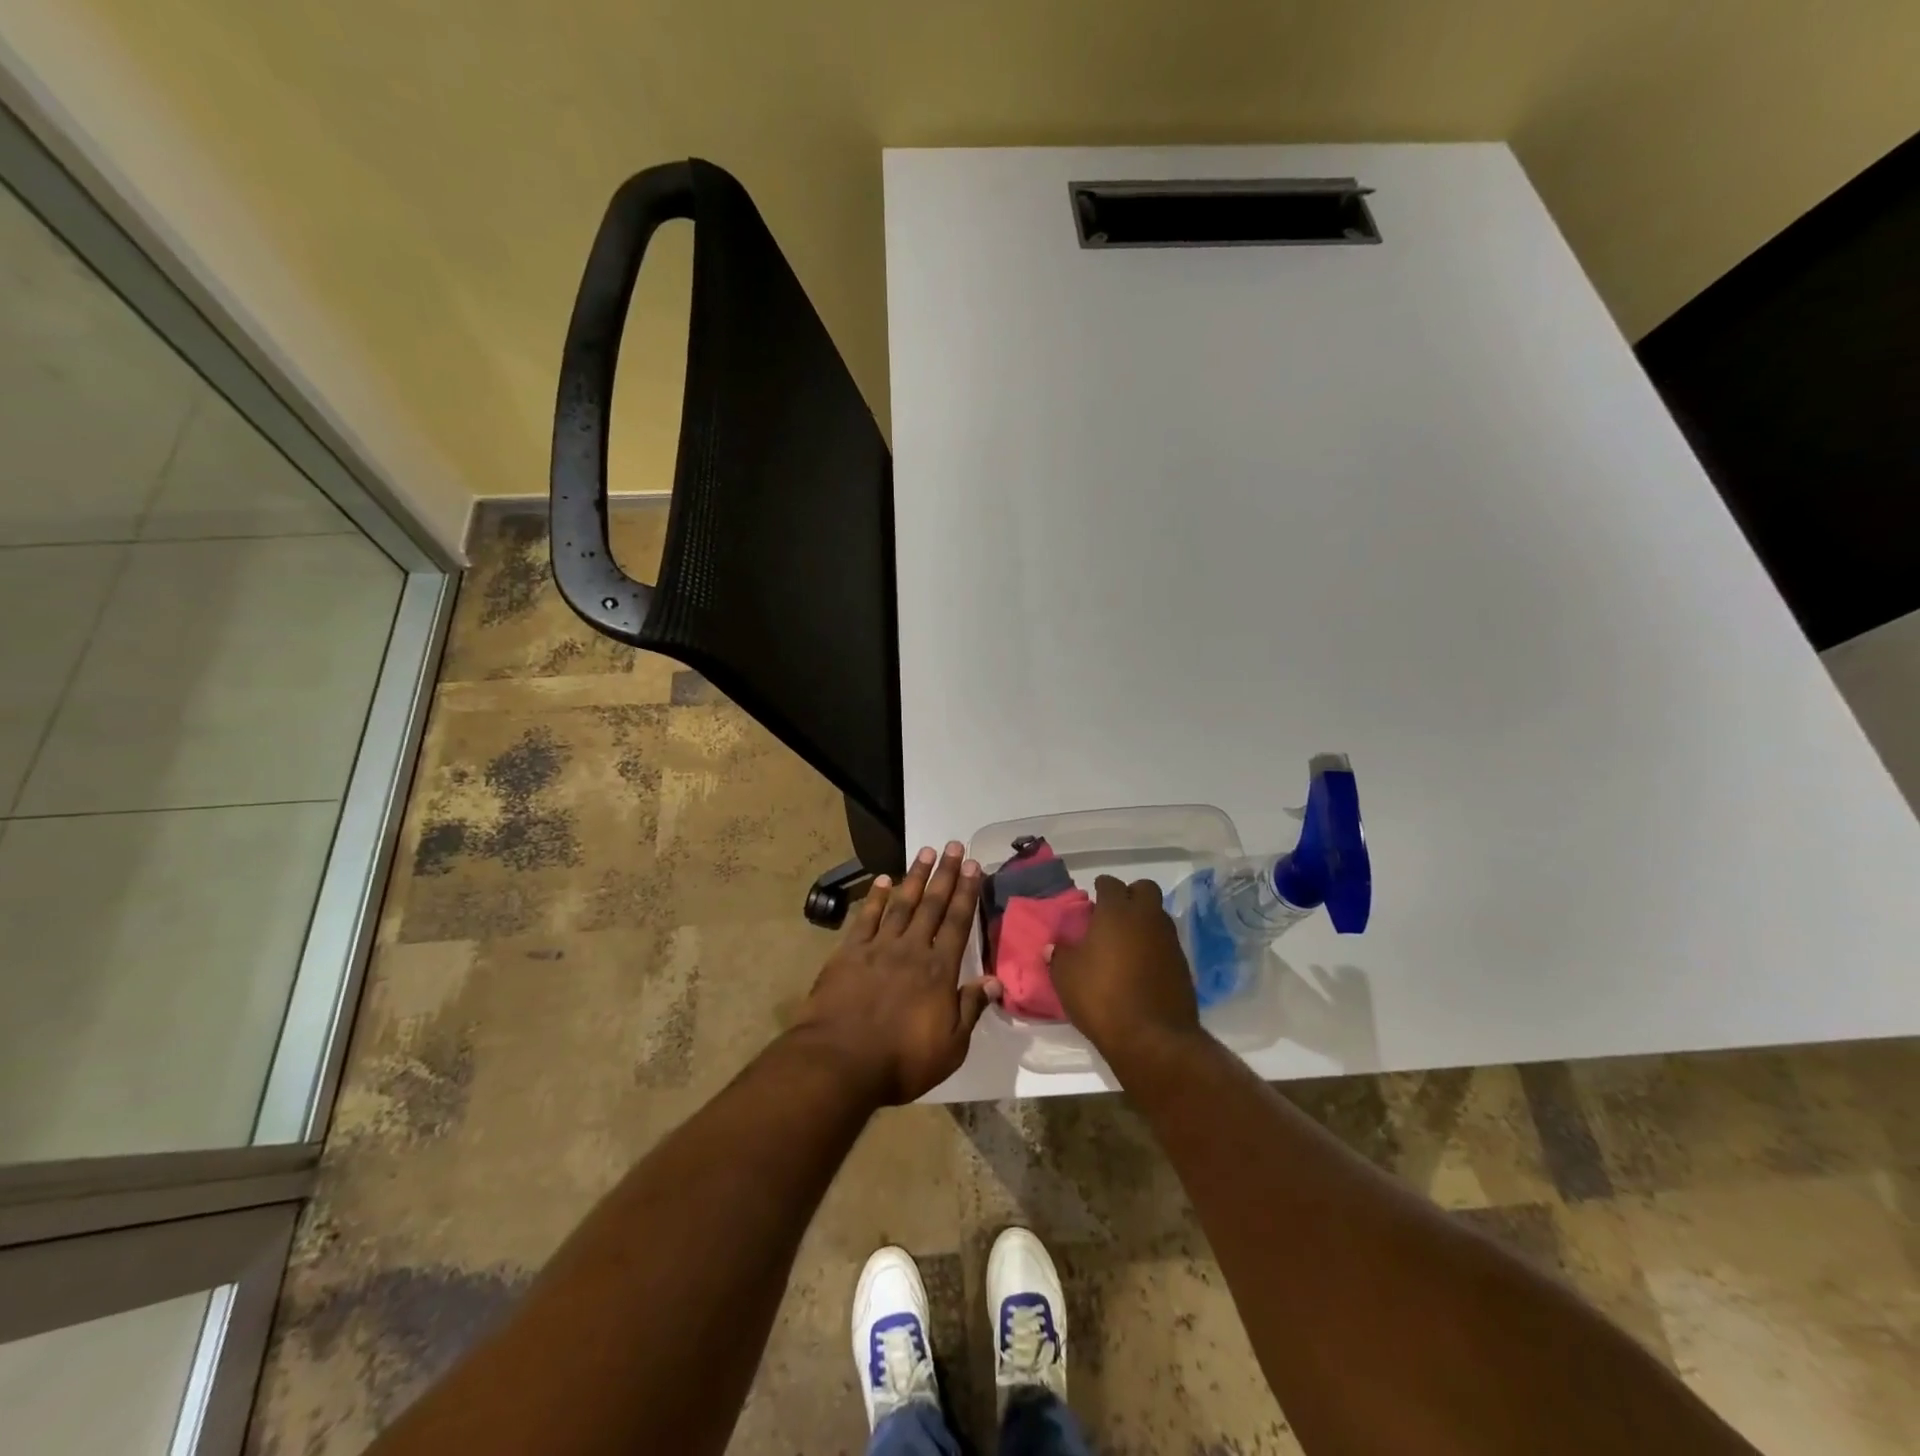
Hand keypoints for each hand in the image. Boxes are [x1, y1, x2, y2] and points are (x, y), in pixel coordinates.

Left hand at [793, 842, 1000, 1104]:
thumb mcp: (950, 1047)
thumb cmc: (900, 1061)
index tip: (975, 866)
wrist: (840, 1062)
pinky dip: (876, 897)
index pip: (958, 922)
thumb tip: (994, 980)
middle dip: (946, 874)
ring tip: (926, 852)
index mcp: (939, 970)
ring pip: (902, 903)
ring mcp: (879, 948)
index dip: (968, 893)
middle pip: (932, 904)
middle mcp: (912, 949)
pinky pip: (866, 918)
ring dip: (915, 876)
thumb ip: (971, 1009)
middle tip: (955, 846)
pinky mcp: (849, 953)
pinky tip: (884, 880)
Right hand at [1048, 876, 1201, 1068]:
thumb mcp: (1066, 977)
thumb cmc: (1102, 997)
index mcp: (1116, 912)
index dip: (1100, 889)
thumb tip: (1054, 947)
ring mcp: (1169, 940)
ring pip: (1158, 916)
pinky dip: (1155, 947)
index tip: (1092, 901)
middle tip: (1114, 915)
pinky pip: (1167, 944)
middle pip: (1145, 889)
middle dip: (1131, 895)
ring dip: (1144, 922)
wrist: (1153, 1038)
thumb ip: (1059, 955)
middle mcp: (1147, 918)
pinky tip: (1141, 968)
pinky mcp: (1183, 965)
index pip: (1110, 884)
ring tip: (1126, 944)